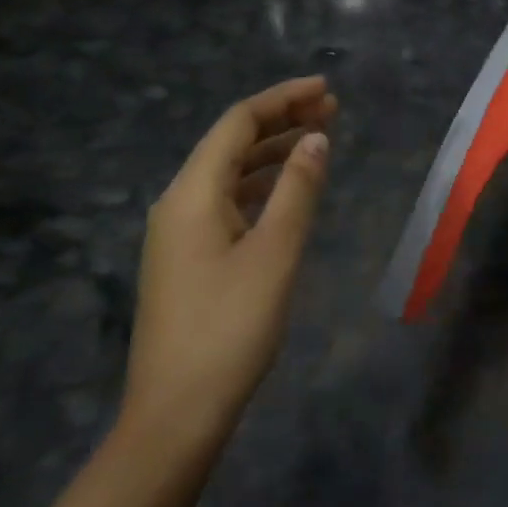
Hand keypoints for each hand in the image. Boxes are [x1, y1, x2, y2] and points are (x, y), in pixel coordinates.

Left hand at [118, 76, 336, 462]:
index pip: (239, 122)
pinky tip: (288, 189)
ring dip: (273, 151)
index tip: (326, 90)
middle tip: (332, 110)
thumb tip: (316, 138)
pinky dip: (261, 184)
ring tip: (318, 140)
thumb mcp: (275, 252)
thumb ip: (297, 189)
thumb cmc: (229, 328)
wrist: (175, 416)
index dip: (283, 99)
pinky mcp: (187, 258)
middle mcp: (179, 202)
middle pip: (232, 142)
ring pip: (230, 171)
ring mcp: (179, 232)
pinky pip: (227, 199)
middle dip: (282, 120)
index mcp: (192, 192)